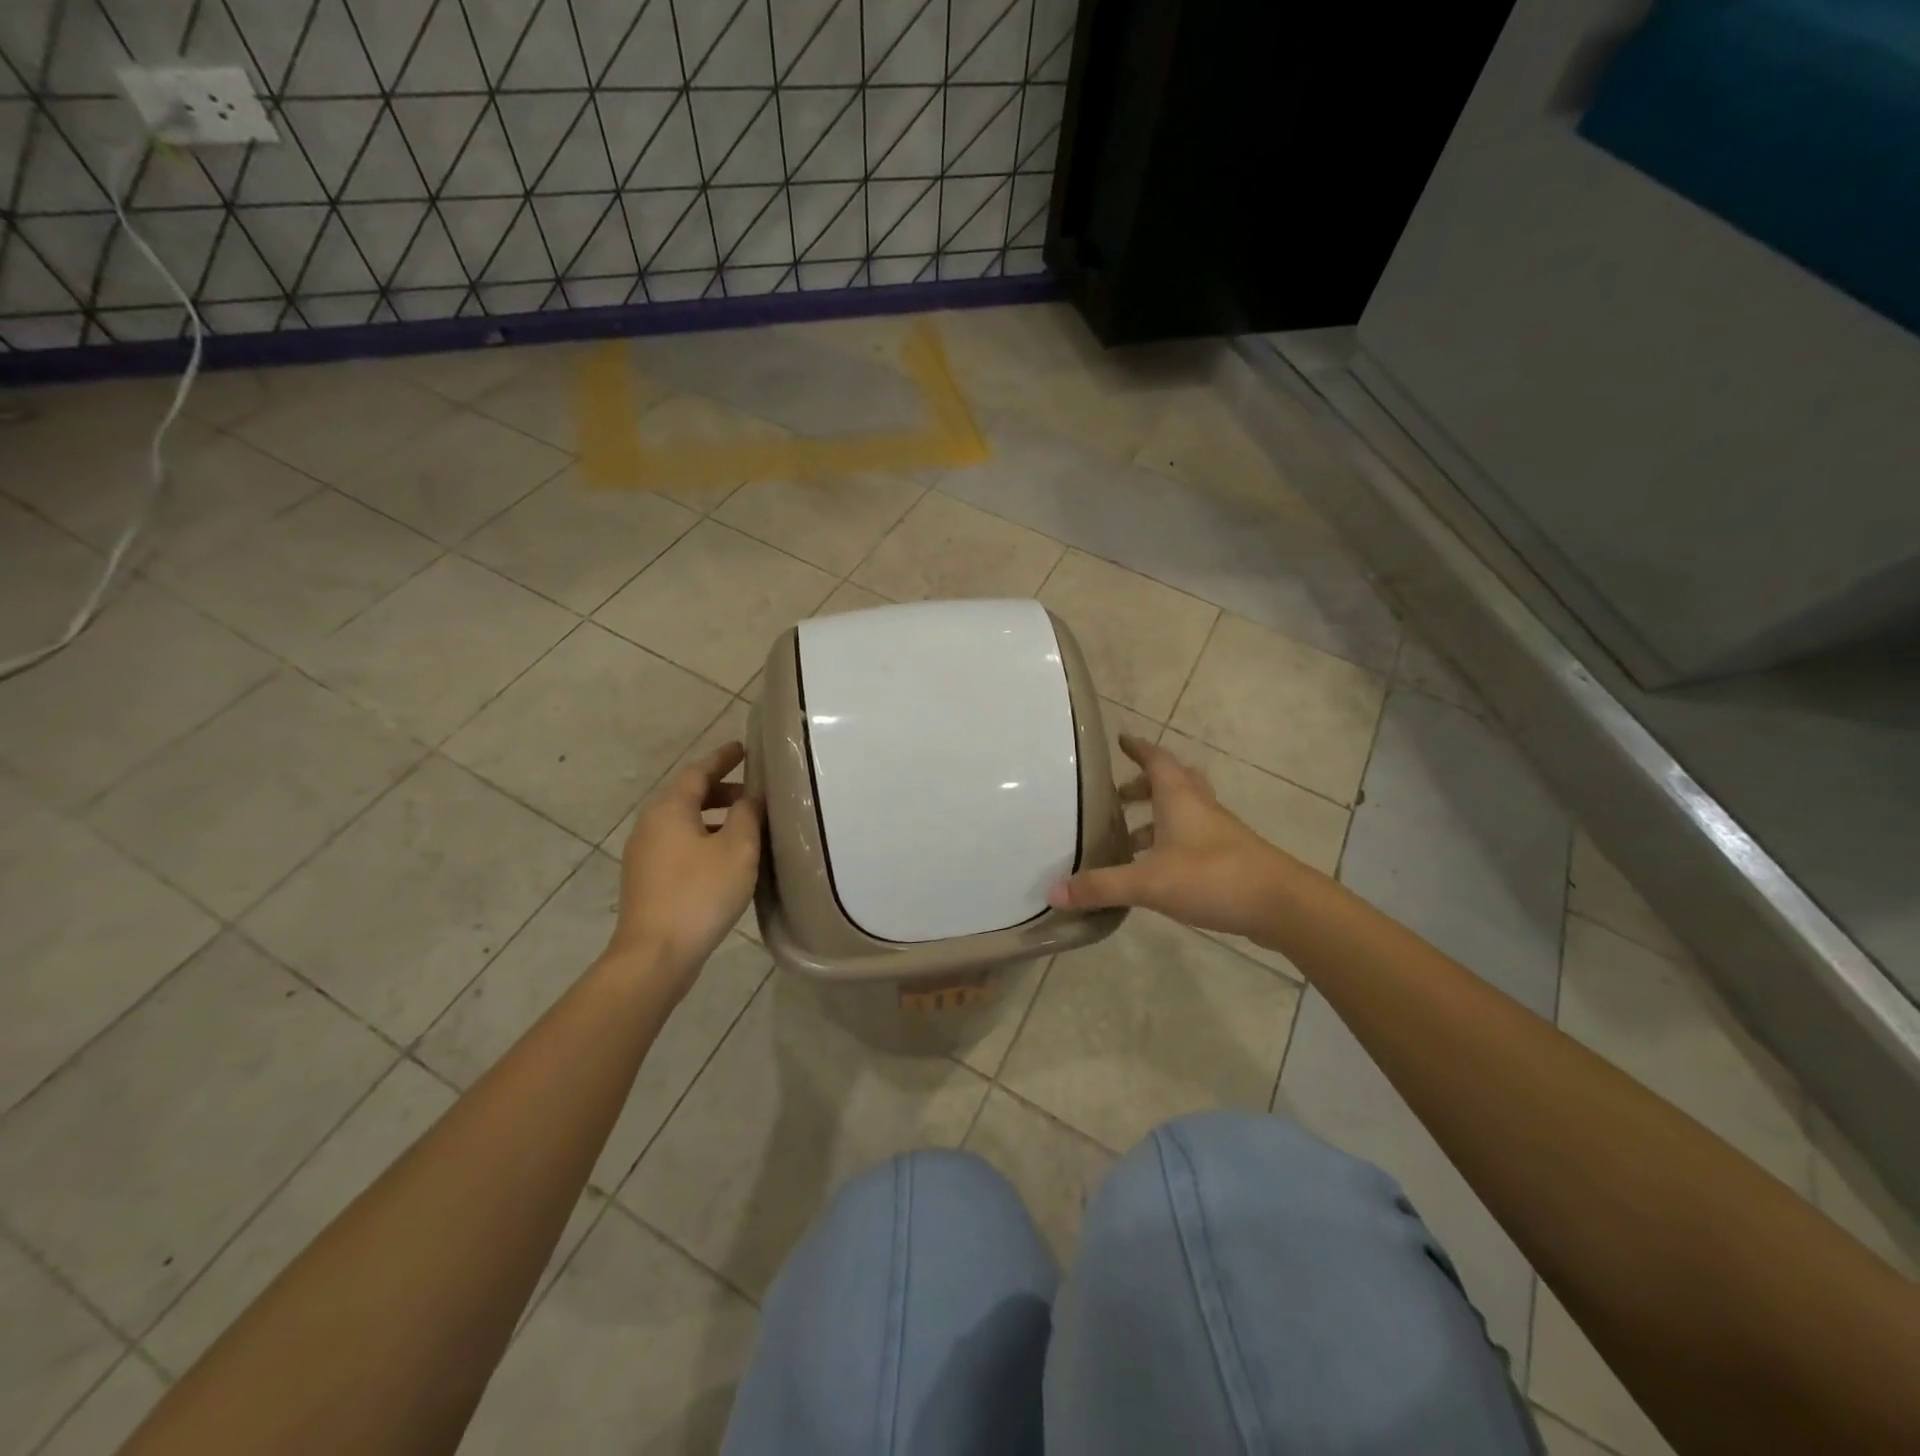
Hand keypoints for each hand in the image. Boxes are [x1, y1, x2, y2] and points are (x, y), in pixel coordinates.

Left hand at [607, 742, 762, 994]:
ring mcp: (644, 853)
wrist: (655, 954)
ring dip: (713, 815)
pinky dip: (703, 836)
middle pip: (688, 794)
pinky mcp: (647, 878)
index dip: (723, 757)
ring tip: (745, 823)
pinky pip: (679, 843)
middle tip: (753, 790)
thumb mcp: (738, 848)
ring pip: (683, 821)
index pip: (699, 770)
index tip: (743, 748)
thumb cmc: (700, 893)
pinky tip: (726, 856)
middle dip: (721, 788)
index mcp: (670, 808)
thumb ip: (747, 815)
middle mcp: (651, 823)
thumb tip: (749, 798)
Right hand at [1049, 734, 1294, 939]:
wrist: (1282, 904)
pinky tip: (1157, 870)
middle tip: (1119, 796)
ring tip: (1129, 839)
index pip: (1156, 760)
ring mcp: (1218, 833)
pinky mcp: (1229, 858)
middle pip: (1172, 782)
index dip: (1138, 748)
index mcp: (1179, 798)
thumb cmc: (1213, 877)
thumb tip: (1054, 891)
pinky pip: (1193, 838)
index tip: (1121, 740)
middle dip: (1144, 784)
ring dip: (1157, 817)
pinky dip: (1171, 842)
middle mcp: (1200, 808)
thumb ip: (1102, 886)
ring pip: (1184, 811)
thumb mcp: (1149, 882)